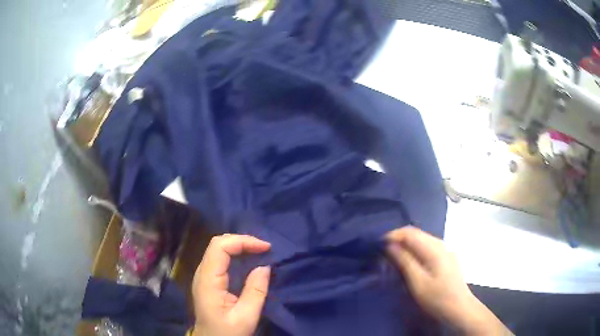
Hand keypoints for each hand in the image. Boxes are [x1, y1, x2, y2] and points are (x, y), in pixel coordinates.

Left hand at [192, 234, 270, 335]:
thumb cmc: (227, 332)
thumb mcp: (246, 316)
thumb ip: (255, 291)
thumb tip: (265, 266)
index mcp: (208, 281)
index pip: (220, 247)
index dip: (243, 241)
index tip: (266, 247)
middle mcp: (202, 273)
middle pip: (218, 244)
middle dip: (242, 241)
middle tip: (264, 248)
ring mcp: (203, 276)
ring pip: (218, 249)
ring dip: (239, 246)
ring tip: (260, 251)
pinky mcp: (208, 280)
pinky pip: (220, 259)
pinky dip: (236, 255)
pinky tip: (249, 260)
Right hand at [386, 226, 510, 335]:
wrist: (460, 308)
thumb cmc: (437, 297)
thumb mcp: (418, 282)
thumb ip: (405, 261)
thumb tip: (390, 245)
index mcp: (434, 249)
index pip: (411, 232)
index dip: (393, 235)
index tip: (378, 244)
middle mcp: (441, 244)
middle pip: (417, 234)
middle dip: (399, 239)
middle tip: (383, 251)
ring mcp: (445, 251)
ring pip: (422, 240)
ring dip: (407, 245)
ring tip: (393, 256)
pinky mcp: (446, 258)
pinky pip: (427, 248)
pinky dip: (415, 250)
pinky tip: (410, 261)